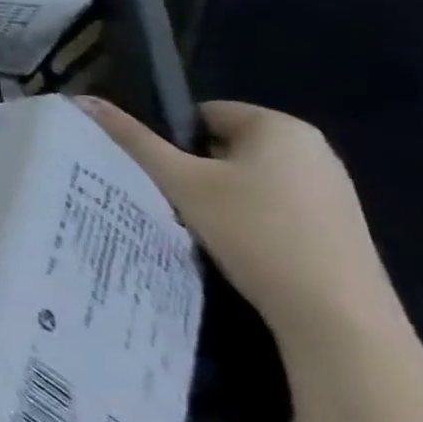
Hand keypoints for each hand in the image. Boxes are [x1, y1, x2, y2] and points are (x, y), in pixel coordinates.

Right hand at [76, 97, 406, 359]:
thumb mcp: (181, 182)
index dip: (172, 141)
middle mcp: (313, 148)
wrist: (338, 320)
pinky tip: (240, 248)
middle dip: (196, 170)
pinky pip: (274, 206)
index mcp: (279, 126)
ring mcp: (332, 189)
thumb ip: (132, 139)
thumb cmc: (256, 233)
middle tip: (175, 201)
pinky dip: (250, 220)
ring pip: (248, 178)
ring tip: (203, 227)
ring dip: (220, 196)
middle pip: (225, 145)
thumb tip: (83, 101)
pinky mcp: (339, 227)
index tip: (162, 175)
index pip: (203, 113)